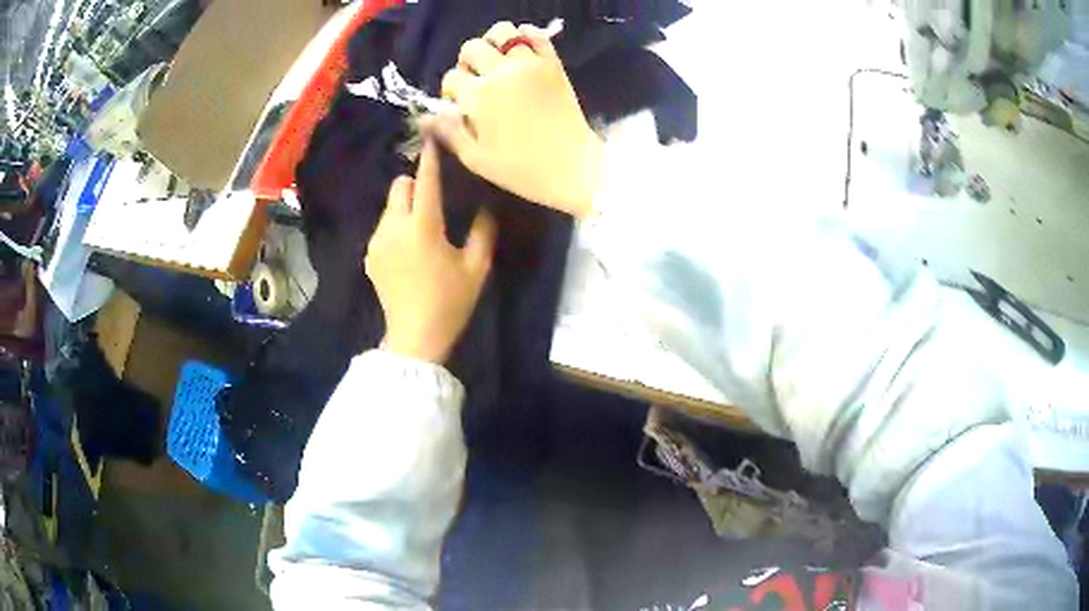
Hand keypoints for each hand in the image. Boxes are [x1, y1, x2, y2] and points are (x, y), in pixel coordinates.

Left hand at [365, 139, 496, 363]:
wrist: (414, 338)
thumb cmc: (450, 303)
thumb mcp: (476, 268)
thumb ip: (483, 232)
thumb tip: (486, 207)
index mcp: (423, 227)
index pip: (426, 181)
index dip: (430, 158)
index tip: (433, 137)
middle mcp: (394, 227)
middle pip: (397, 186)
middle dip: (413, 184)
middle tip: (431, 199)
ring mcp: (377, 241)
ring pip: (388, 207)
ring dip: (403, 207)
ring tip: (420, 228)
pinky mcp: (369, 256)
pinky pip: (382, 227)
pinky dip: (394, 227)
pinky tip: (407, 250)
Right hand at [422, 22, 602, 218]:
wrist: (572, 166)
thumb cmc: (521, 169)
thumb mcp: (476, 158)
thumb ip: (449, 132)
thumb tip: (424, 116)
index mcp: (478, 96)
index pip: (451, 78)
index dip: (450, 91)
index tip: (459, 105)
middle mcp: (500, 72)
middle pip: (471, 48)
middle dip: (467, 63)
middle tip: (476, 80)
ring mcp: (529, 64)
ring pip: (502, 33)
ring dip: (493, 43)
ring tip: (496, 61)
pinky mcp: (552, 63)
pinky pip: (536, 35)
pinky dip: (525, 35)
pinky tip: (520, 49)